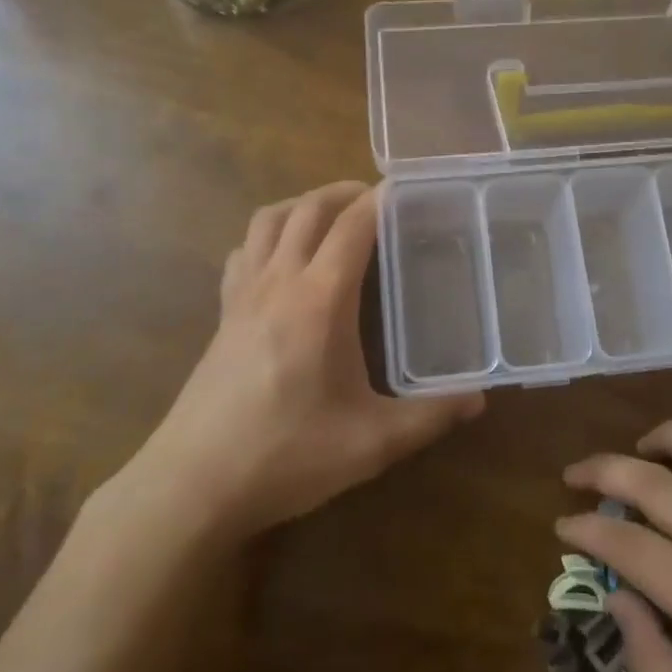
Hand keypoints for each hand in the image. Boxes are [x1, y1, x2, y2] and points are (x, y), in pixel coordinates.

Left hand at [114, 181, 484, 541]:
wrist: (193, 484)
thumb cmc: (286, 455)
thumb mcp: (371, 443)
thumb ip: (430, 416)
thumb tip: (479, 400)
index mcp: (319, 299)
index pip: (352, 226)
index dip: (380, 199)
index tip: (407, 187)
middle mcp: (278, 282)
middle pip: (307, 209)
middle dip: (343, 192)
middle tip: (376, 198)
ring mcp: (242, 295)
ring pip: (267, 221)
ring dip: (301, 205)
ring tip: (331, 216)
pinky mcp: (222, 315)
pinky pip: (244, 251)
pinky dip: (267, 237)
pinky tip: (282, 261)